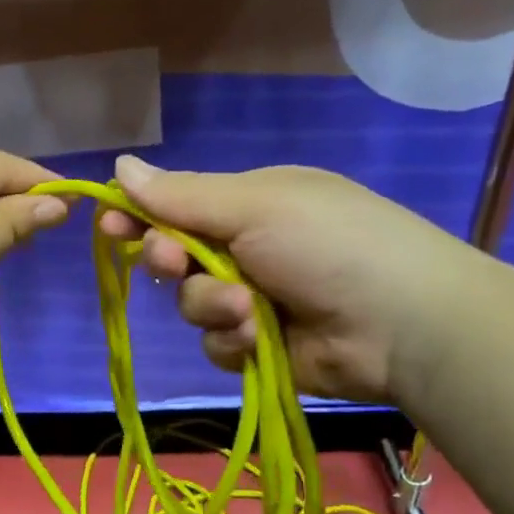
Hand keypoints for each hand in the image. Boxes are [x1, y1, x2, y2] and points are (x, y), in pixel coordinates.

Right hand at [98, 155, 487, 402]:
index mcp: (250, 204)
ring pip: (190, 305)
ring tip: (250, 311)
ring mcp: (253, 300)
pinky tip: (262, 339)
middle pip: (174, 256)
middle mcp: (247, 249)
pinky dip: (233, 341)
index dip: (139, 215)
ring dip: (211, 306)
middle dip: (170, 260)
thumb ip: (182, 195)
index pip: (176, 205)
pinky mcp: (259, 347)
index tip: (110, 225)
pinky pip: (215, 344)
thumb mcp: (255, 205)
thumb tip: (119, 166)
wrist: (404, 325)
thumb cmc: (329, 245)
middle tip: (174, 262)